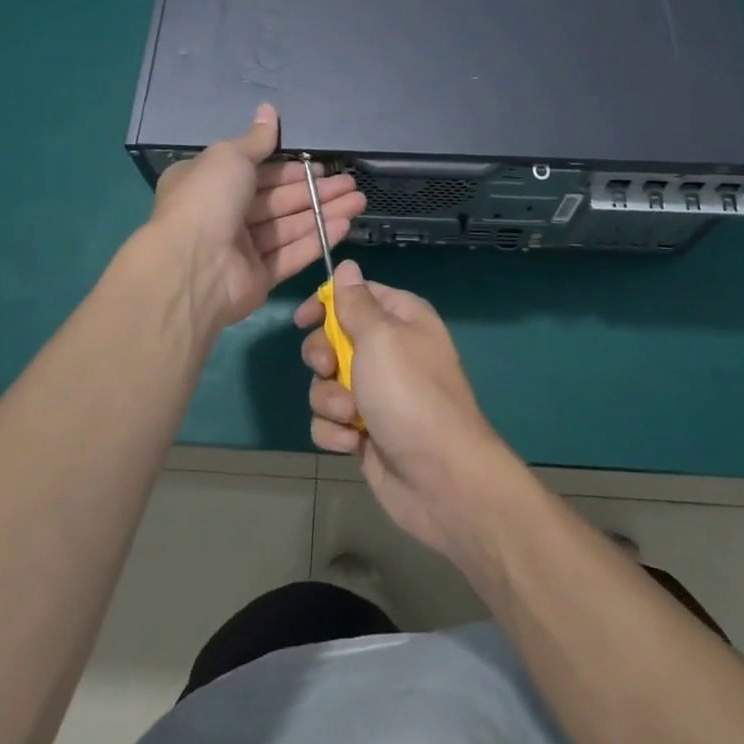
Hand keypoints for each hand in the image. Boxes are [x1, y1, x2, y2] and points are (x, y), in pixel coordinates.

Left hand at [149, 104, 365, 331]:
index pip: (256, 171)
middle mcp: (223, 214)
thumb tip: (268, 109)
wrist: (193, 267)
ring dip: (324, 212)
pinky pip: (291, 254)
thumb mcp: (229, 156)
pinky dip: (317, 239)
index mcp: (209, 183)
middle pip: (278, 199)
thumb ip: (256, 139)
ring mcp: (241, 248)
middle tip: (350, 183)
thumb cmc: (208, 200)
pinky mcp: (258, 277)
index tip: (319, 166)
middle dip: (315, 190)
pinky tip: (344, 225)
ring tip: (358, 201)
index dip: (289, 169)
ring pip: (289, 225)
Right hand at [295, 262, 513, 555]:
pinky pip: (330, 420)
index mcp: (400, 319)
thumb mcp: (380, 337)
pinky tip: (354, 442)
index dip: (326, 303)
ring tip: (350, 414)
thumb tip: (347, 265)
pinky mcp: (364, 431)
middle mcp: (388, 351)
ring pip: (326, 382)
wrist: (441, 478)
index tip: (302, 319)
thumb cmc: (410, 394)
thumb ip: (355, 303)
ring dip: (329, 399)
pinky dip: (335, 431)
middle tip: (330, 368)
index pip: (356, 294)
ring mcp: (376, 394)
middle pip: (332, 339)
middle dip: (322, 356)